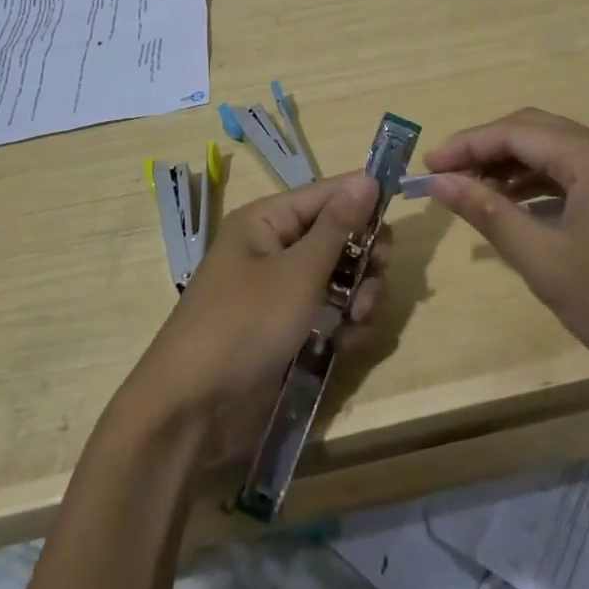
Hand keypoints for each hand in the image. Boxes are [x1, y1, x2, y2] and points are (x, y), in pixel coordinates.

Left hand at [128, 173, 390, 449]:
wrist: (190, 410)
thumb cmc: (244, 325)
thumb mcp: (297, 273)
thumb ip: (338, 227)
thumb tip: (367, 178)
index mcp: (266, 221)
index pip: (326, 194)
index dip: (363, 199)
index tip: (399, 213)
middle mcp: (272, 248)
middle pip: (336, 236)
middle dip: (363, 257)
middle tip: (379, 276)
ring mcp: (279, 291)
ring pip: (337, 277)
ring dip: (357, 295)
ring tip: (359, 321)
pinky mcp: (285, 328)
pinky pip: (326, 312)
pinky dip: (342, 324)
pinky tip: (347, 344)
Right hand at [425, 109, 588, 418]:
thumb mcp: (547, 263)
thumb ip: (490, 214)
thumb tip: (440, 181)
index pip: (515, 132)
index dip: (466, 145)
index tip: (426, 166)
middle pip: (536, 131)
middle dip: (487, 149)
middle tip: (447, 176)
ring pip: (558, 152)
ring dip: (514, 166)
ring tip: (474, 192)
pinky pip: (578, 174)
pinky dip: (543, 184)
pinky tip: (521, 207)